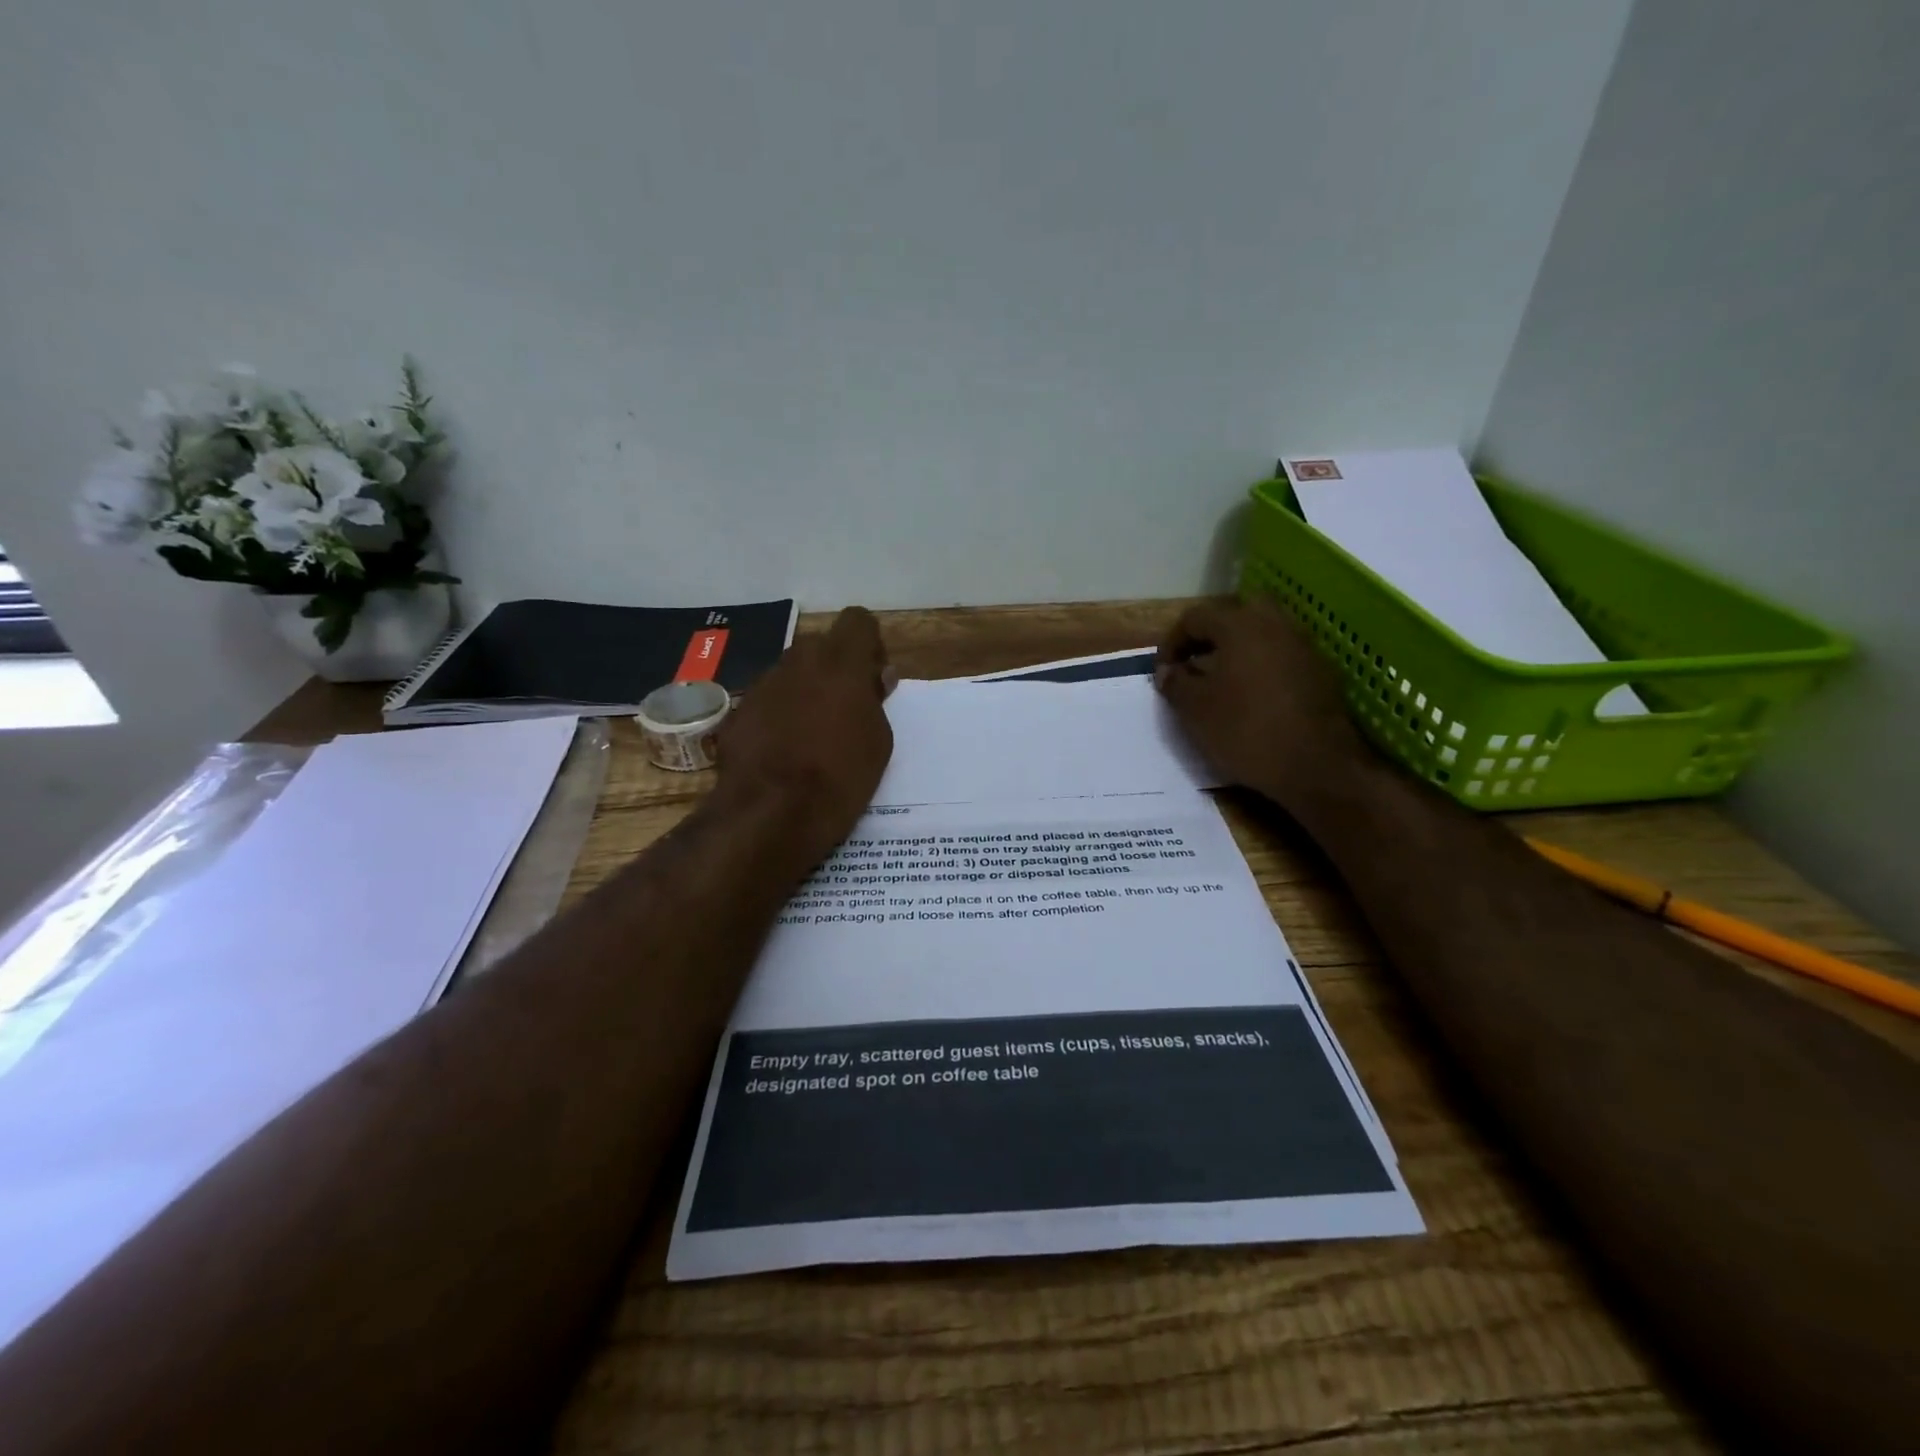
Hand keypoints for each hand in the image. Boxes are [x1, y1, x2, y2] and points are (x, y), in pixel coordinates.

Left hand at [717, 606, 895, 866]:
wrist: (771, 814)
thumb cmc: (841, 777)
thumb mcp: (878, 741)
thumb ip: (876, 700)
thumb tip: (875, 677)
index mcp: (841, 662)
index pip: (858, 621)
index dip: (867, 646)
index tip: (871, 680)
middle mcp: (799, 660)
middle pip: (821, 647)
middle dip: (834, 670)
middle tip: (844, 711)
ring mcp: (763, 684)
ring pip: (791, 674)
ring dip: (804, 693)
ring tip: (810, 737)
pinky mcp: (738, 711)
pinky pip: (767, 702)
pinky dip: (777, 717)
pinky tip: (781, 753)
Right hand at [1155, 597, 1367, 809]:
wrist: (1316, 766)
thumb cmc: (1245, 730)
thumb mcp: (1194, 710)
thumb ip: (1175, 683)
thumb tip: (1167, 671)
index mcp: (1241, 625)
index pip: (1195, 618)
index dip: (1171, 642)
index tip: (1163, 672)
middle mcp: (1276, 624)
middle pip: (1234, 615)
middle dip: (1209, 636)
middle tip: (1194, 665)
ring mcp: (1304, 646)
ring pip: (1262, 633)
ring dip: (1237, 650)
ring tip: (1220, 682)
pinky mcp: (1321, 672)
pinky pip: (1281, 655)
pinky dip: (1261, 666)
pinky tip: (1252, 697)